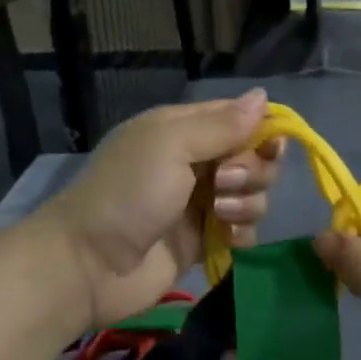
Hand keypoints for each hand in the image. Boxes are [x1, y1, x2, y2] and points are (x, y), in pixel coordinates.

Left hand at [40, 91, 284, 327]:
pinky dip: (242, 232)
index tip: (269, 145)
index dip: (261, 129)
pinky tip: (227, 238)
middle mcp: (195, 162)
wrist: (91, 264)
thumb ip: (221, 124)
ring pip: (253, 194)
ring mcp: (201, 203)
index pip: (238, 117)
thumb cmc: (129, 193)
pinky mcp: (205, 240)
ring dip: (247, 203)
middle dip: (252, 169)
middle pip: (253, 156)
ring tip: (219, 215)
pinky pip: (244, 229)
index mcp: (183, 130)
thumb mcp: (171, 145)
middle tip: (224, 183)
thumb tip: (262, 96)